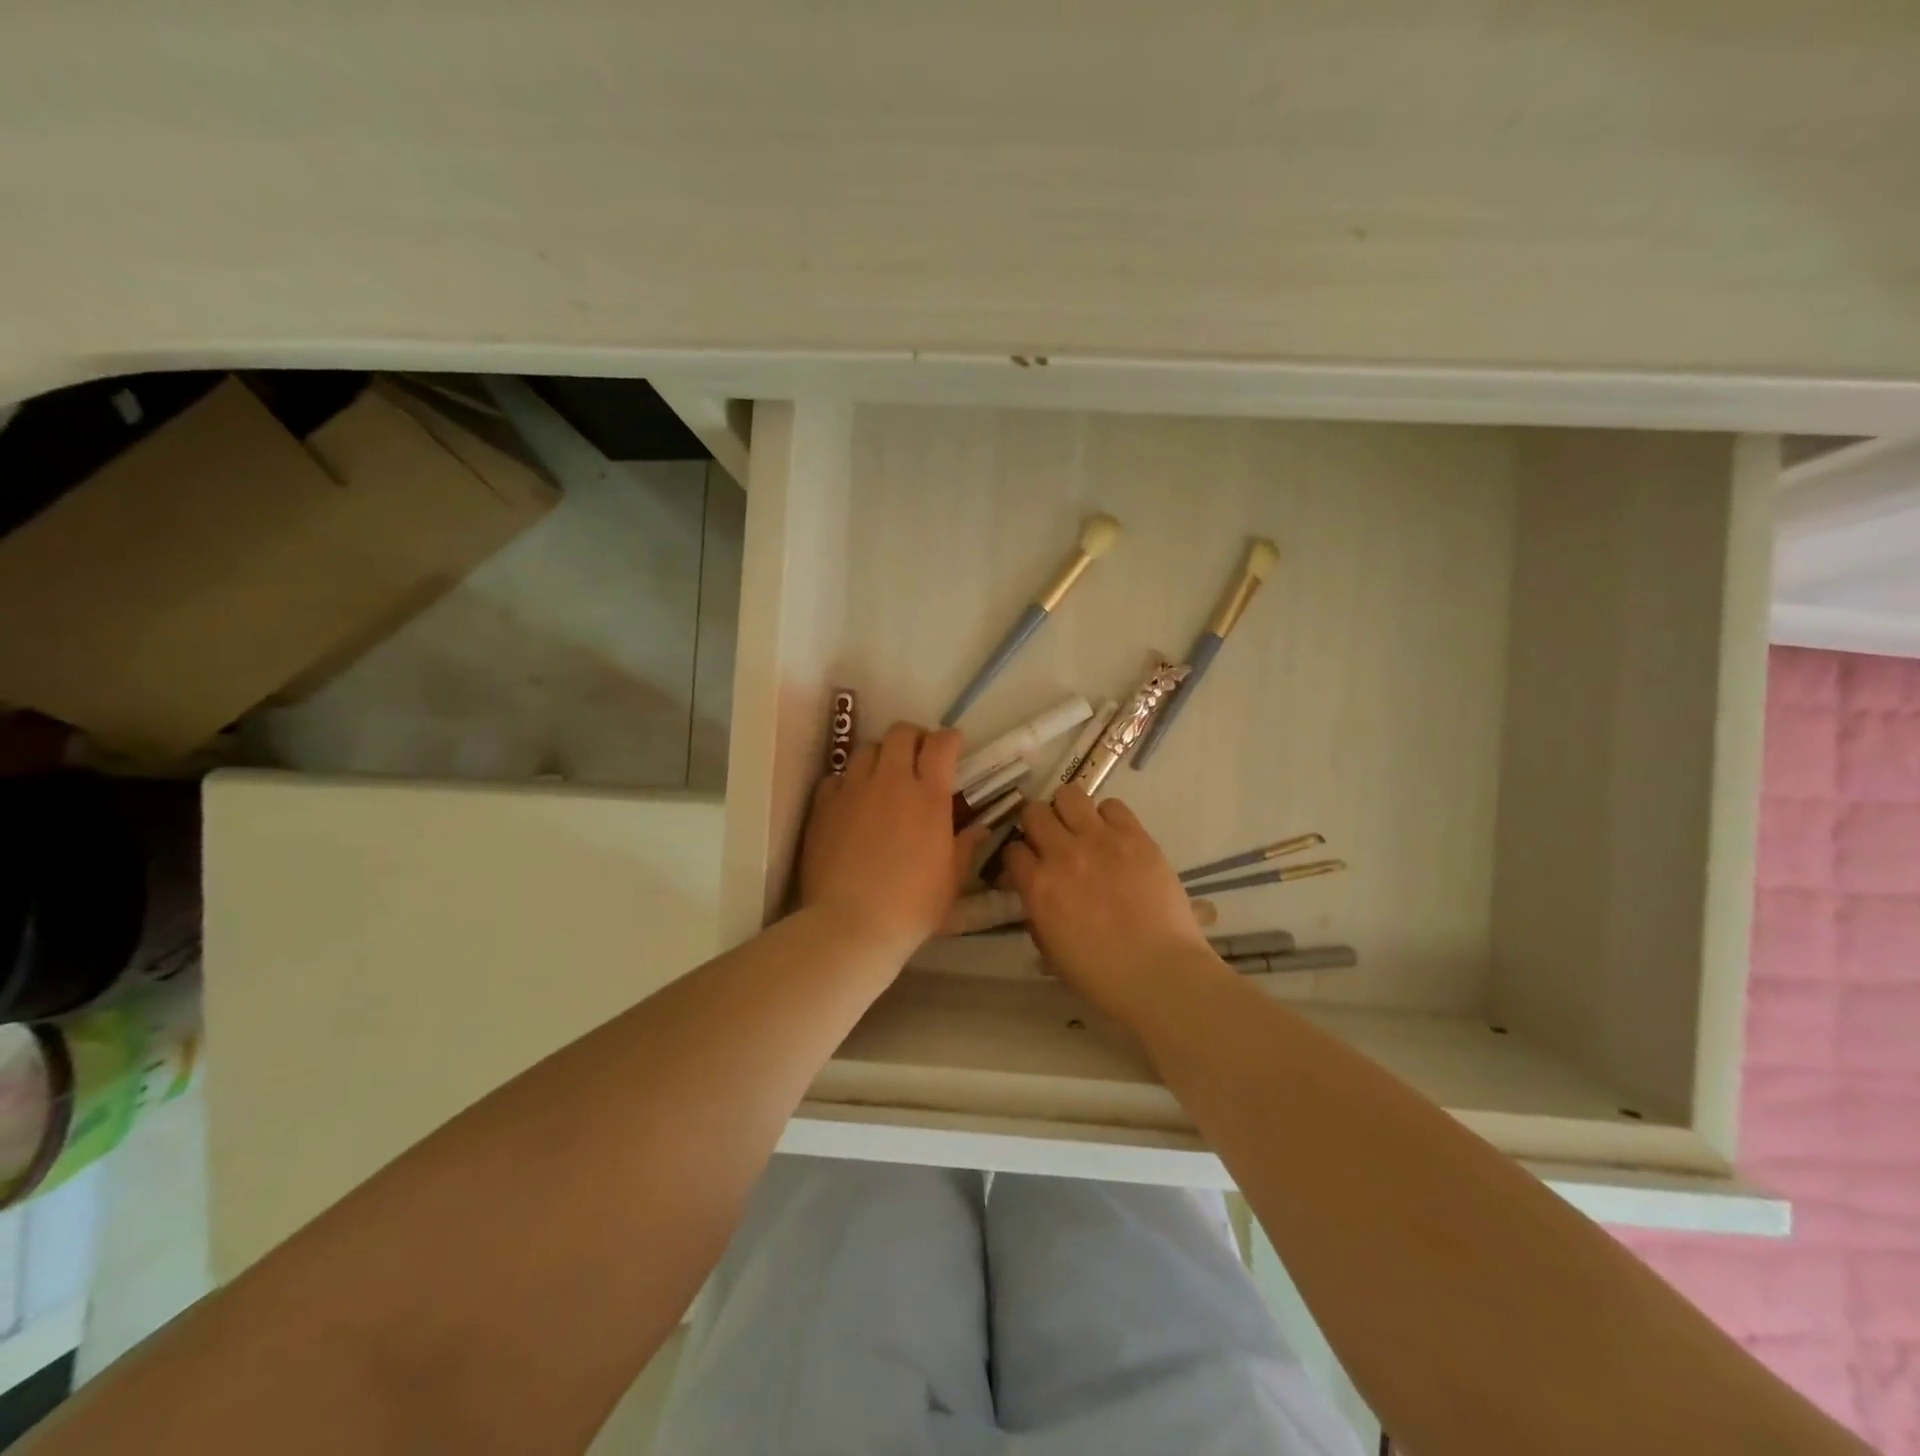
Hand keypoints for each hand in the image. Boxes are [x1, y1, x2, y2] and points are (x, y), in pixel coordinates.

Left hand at [799, 722, 984, 960]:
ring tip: (883, 778)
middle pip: (900, 732)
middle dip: (913, 738)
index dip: (949, 739)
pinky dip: (848, 782)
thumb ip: (965, 848)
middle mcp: (891, 782)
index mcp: (929, 797)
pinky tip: (851, 801)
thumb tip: (980, 829)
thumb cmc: (912, 906)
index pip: (941, 744)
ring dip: (880, 756)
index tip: (953, 748)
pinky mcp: (823, 806)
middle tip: (918, 757)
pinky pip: (836, 777)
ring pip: (866, 749)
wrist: (851, 924)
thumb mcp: (951, 881)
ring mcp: (853, 790)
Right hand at [1001, 788, 1227, 1023]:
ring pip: (1069, 795)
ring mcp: (1100, 840)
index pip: (1012, 849)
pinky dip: (1108, 817)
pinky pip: (1113, 806)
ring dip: (1069, 811)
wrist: (1159, 972)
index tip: (1029, 866)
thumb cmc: (1101, 976)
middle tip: (1053, 841)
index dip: (1019, 857)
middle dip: (1038, 825)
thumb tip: (1037, 896)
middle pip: (1034, 812)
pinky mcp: (1135, 836)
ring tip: (1082, 829)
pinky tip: (1114, 836)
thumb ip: (1037, 915)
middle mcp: (1062, 853)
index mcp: (1037, 886)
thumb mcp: (1050, 951)